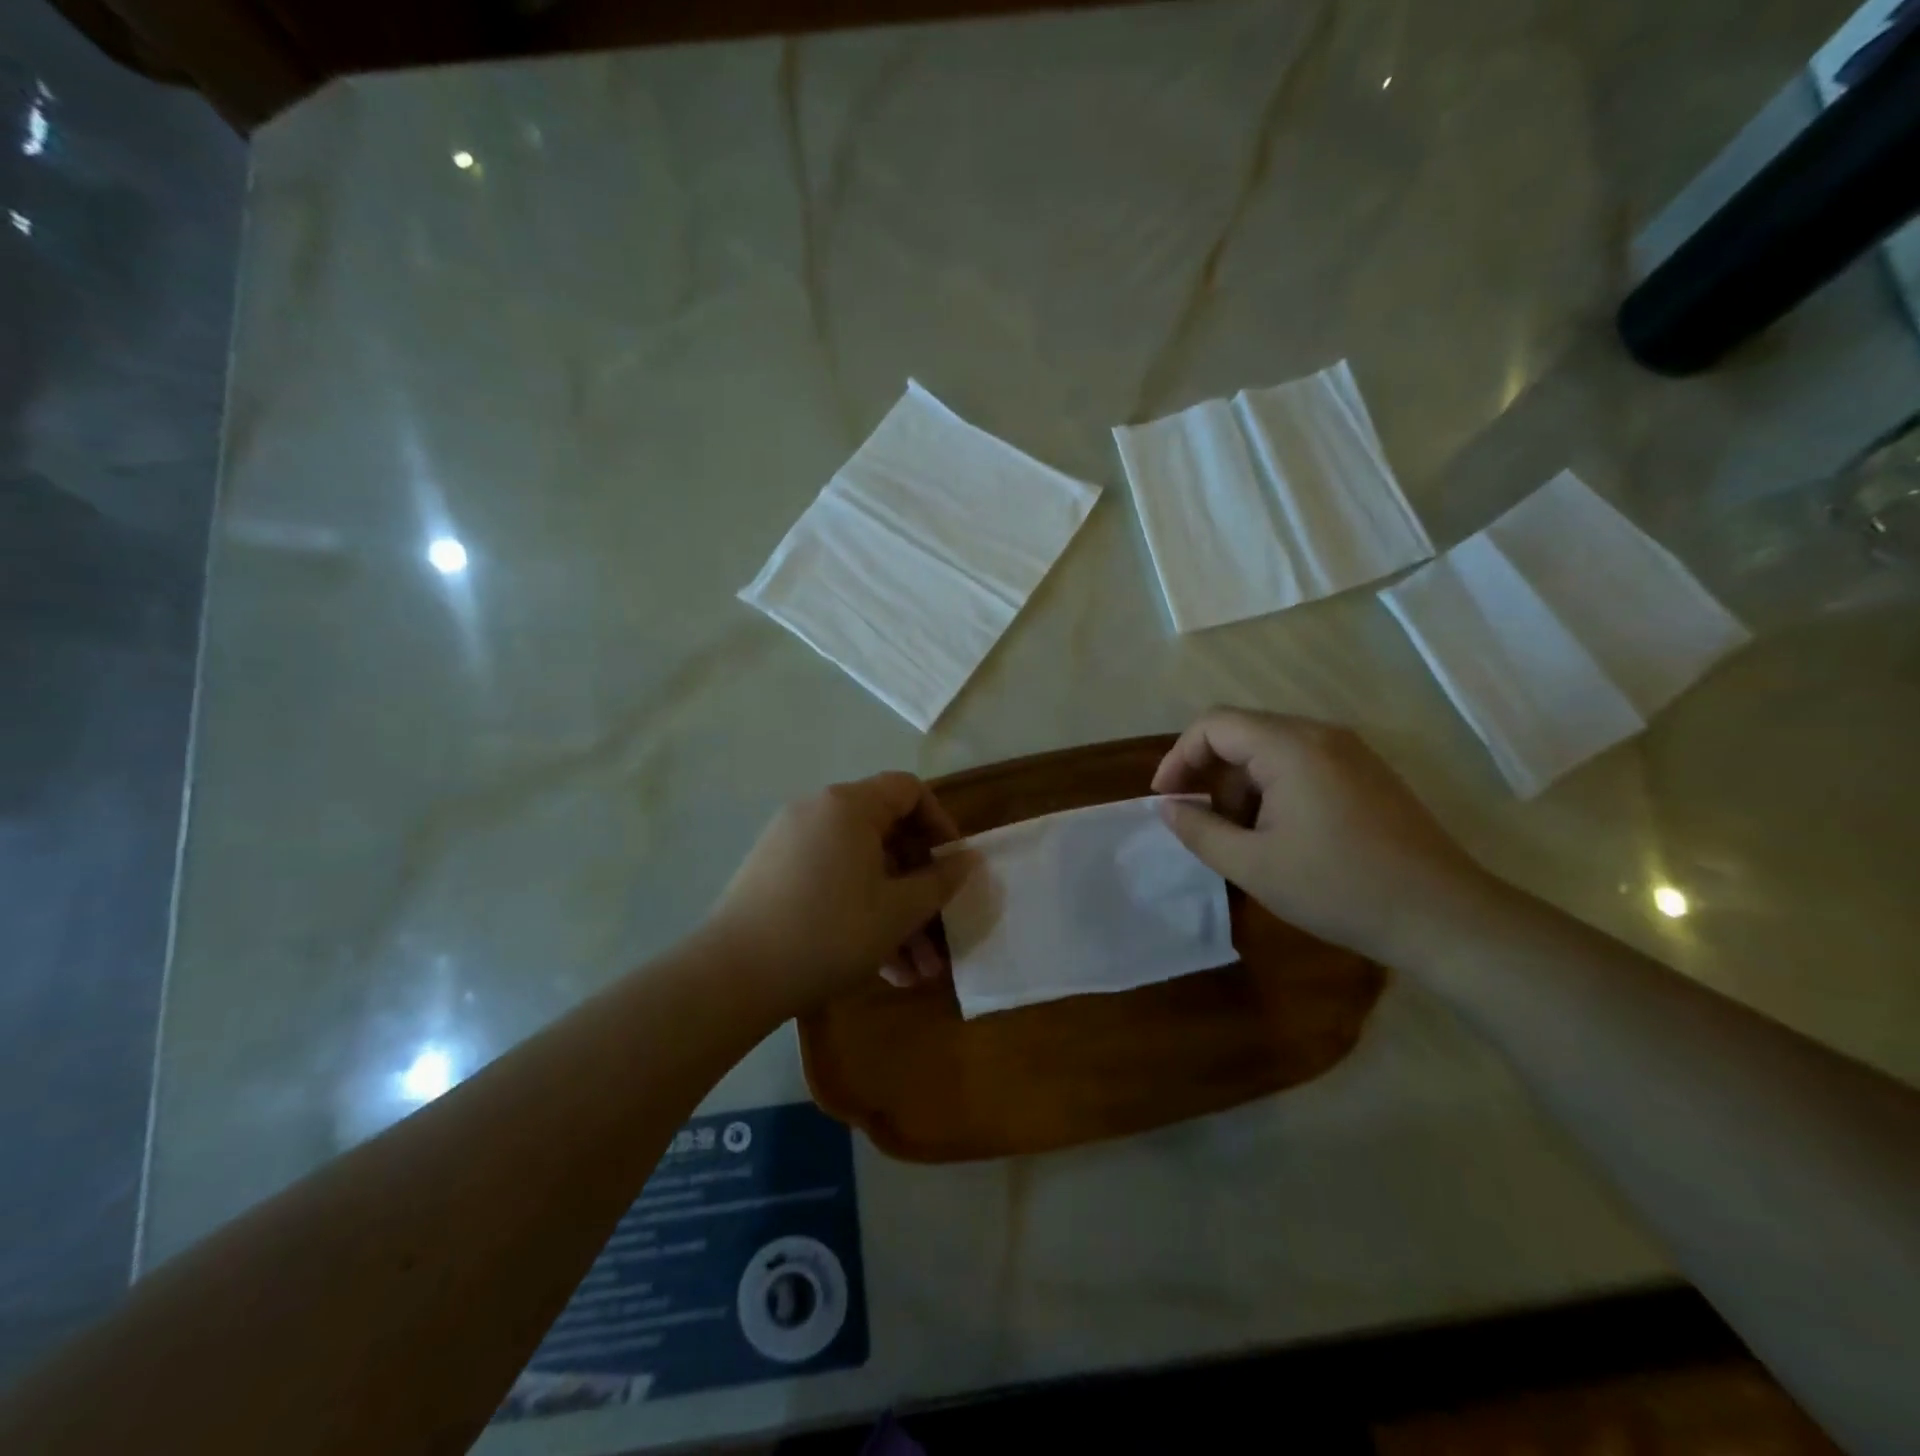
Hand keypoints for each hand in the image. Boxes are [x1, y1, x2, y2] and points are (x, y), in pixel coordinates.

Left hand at [707, 772, 975, 1013]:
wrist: (733, 976)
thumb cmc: (829, 932)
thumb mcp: (898, 911)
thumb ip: (940, 881)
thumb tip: (968, 860)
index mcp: (849, 805)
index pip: (909, 790)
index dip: (941, 823)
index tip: (954, 866)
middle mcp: (818, 812)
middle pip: (885, 836)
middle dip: (919, 888)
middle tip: (941, 932)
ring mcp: (791, 843)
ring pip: (861, 870)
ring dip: (894, 914)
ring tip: (918, 971)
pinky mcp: (774, 875)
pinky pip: (832, 883)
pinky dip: (860, 914)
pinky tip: (884, 969)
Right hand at [1151, 708, 1497, 963]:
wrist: (1443, 916)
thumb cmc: (1338, 888)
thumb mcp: (1253, 865)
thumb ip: (1199, 830)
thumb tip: (1168, 806)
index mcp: (1290, 747)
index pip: (1214, 725)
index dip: (1179, 757)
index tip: (1166, 799)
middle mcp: (1321, 734)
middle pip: (1242, 733)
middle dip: (1211, 775)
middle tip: (1205, 824)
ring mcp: (1350, 751)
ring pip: (1272, 750)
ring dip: (1243, 786)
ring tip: (1245, 839)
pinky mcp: (1367, 773)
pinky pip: (1302, 763)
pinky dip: (1275, 789)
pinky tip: (1282, 835)